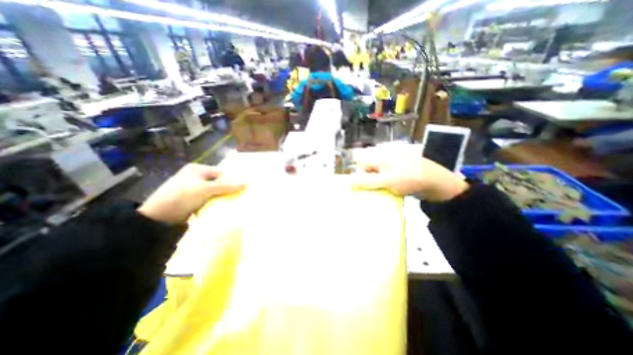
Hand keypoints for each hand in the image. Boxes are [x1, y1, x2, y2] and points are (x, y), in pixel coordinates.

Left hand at [139, 163, 244, 223]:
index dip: (232, 179)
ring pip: (215, 191)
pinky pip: (209, 199)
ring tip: (233, 203)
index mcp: (198, 169)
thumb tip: (248, 182)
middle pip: (218, 181)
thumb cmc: (182, 196)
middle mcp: (196, 177)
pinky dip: (216, 203)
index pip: (221, 172)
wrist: (157, 217)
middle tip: (238, 196)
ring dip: (222, 197)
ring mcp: (194, 189)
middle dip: (228, 189)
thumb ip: (227, 186)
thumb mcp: (206, 189)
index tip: (241, 189)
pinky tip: (222, 208)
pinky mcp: (193, 200)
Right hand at [354, 146, 465, 202]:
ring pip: (375, 175)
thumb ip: (365, 181)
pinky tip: (384, 194)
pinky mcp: (396, 173)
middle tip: (368, 192)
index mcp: (379, 156)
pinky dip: (382, 186)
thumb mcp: (386, 180)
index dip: (356, 173)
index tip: (358, 186)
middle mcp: (383, 158)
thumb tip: (347, 182)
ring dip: (373, 185)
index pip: (359, 161)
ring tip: (376, 195)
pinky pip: (384, 179)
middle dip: (364, 180)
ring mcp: (391, 166)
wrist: (438, 182)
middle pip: (366, 168)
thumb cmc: (410, 178)